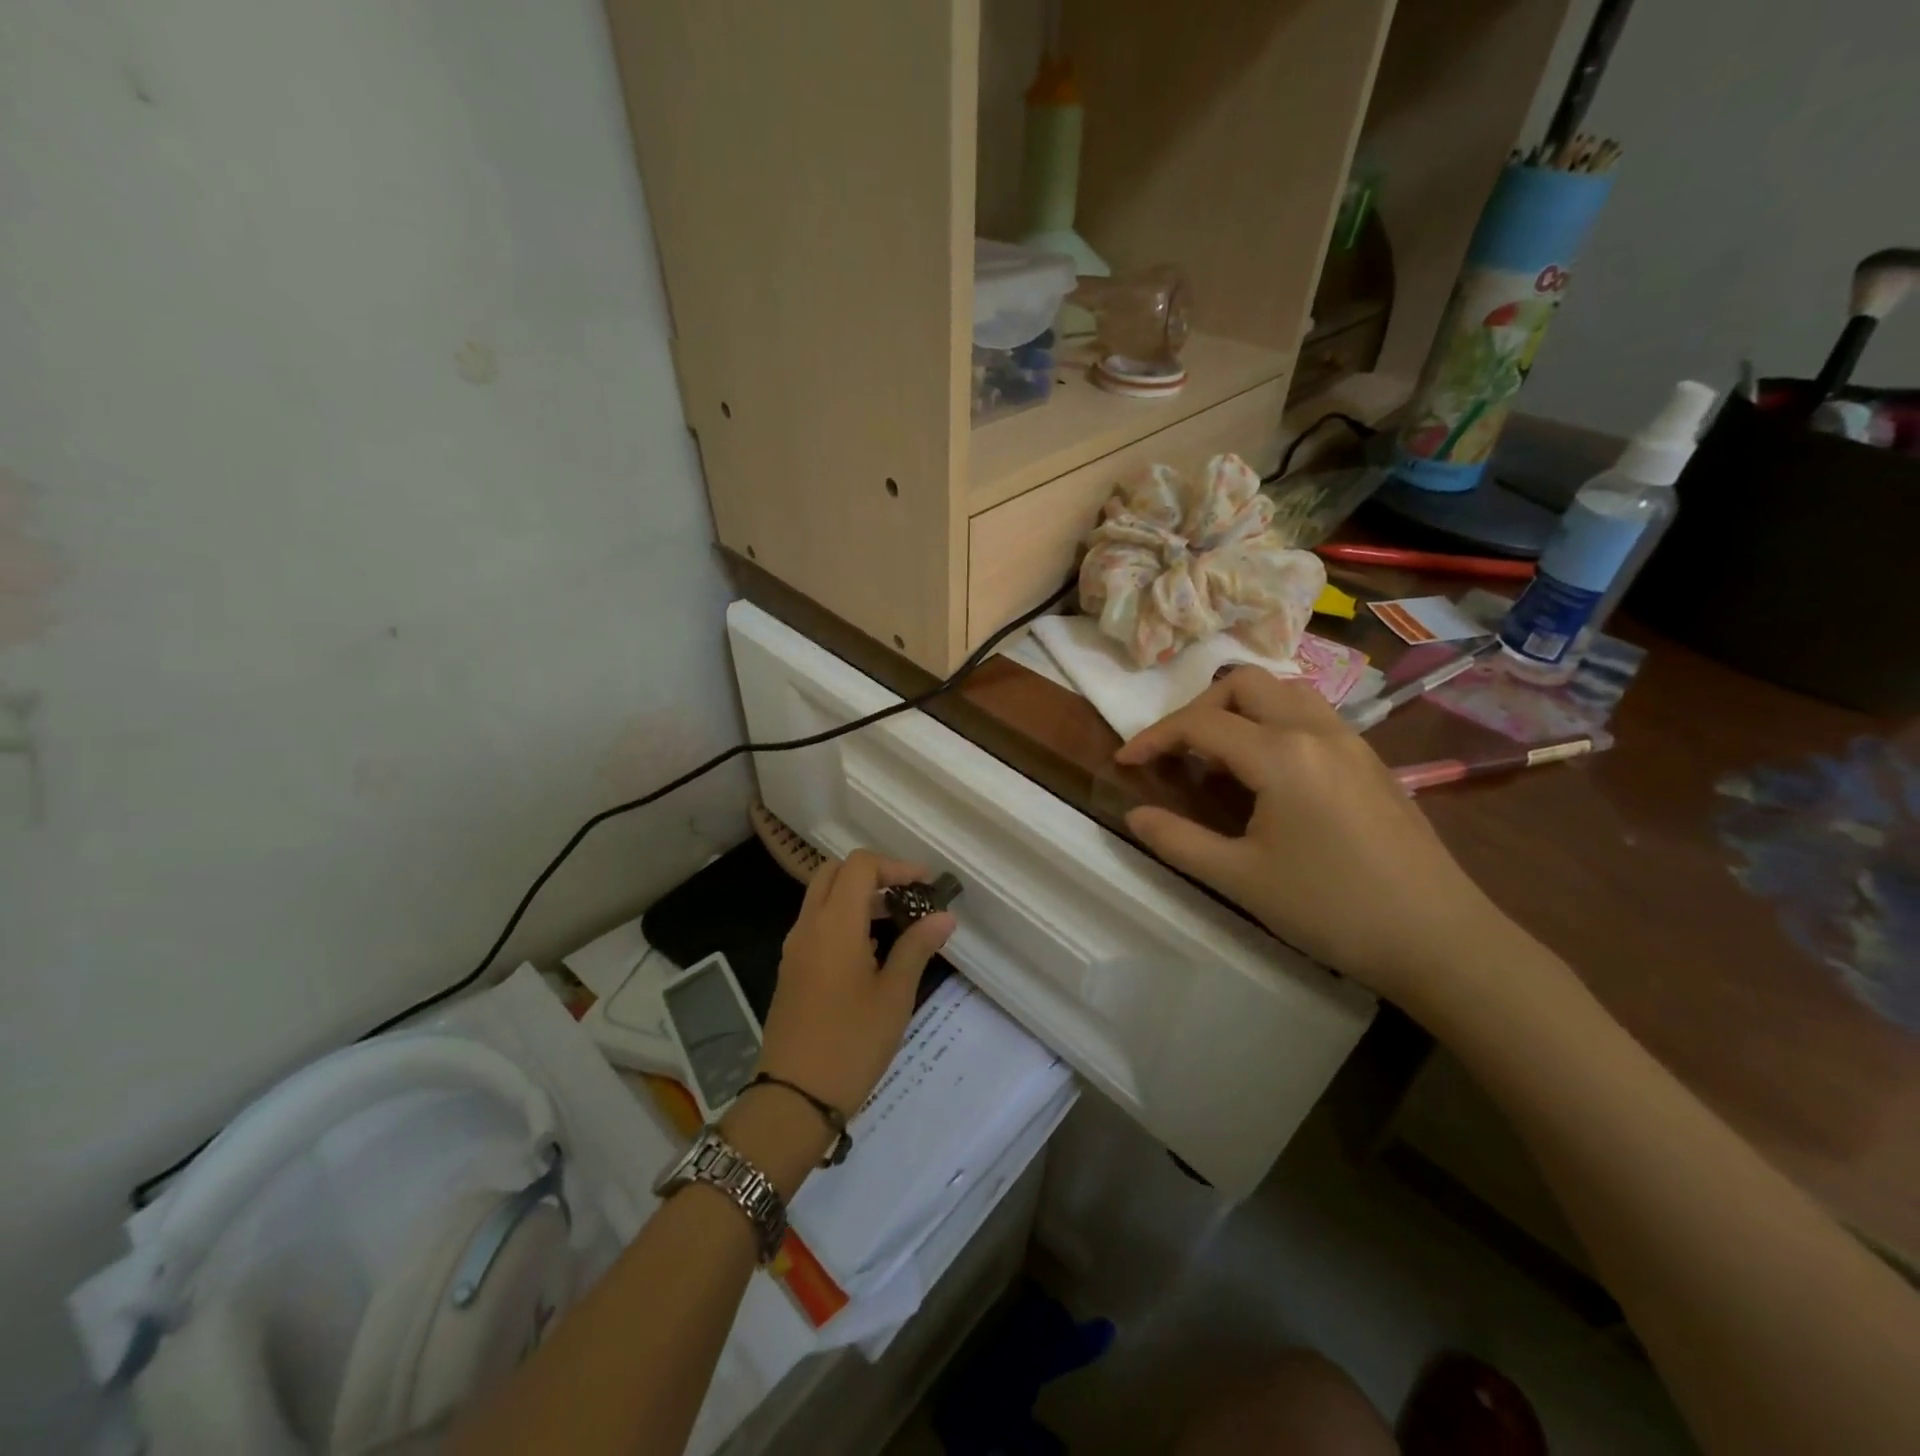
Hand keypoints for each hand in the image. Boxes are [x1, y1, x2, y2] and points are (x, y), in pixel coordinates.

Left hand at [756, 849, 955, 1119]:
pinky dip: (843, 919)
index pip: (860, 866)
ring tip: (897, 922)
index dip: (895, 866)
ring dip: (857, 897)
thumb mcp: (894, 995)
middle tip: (907, 895)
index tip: (926, 885)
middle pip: (835, 873)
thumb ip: (917, 947)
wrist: (793, 1098)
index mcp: (834, 924)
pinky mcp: (791, 970)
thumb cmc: (851, 1043)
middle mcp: (808, 926)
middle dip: (873, 874)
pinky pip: (816, 925)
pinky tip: (871, 951)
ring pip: (822, 898)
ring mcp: (795, 948)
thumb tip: (944, 915)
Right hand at [1114, 667, 1510, 1011]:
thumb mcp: (1241, 879)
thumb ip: (1178, 841)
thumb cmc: (1332, 908)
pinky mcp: (1372, 762)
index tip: (1125, 763)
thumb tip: (1135, 814)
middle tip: (1177, 752)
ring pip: (1285, 691)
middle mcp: (1317, 731)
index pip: (1201, 724)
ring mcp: (1353, 743)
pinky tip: (1268, 771)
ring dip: (1241, 708)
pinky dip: (1274, 722)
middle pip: (1245, 684)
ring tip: (1219, 753)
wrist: (1440, 940)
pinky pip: (1313, 715)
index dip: (1155, 738)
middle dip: (1198, 709)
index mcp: (1282, 754)